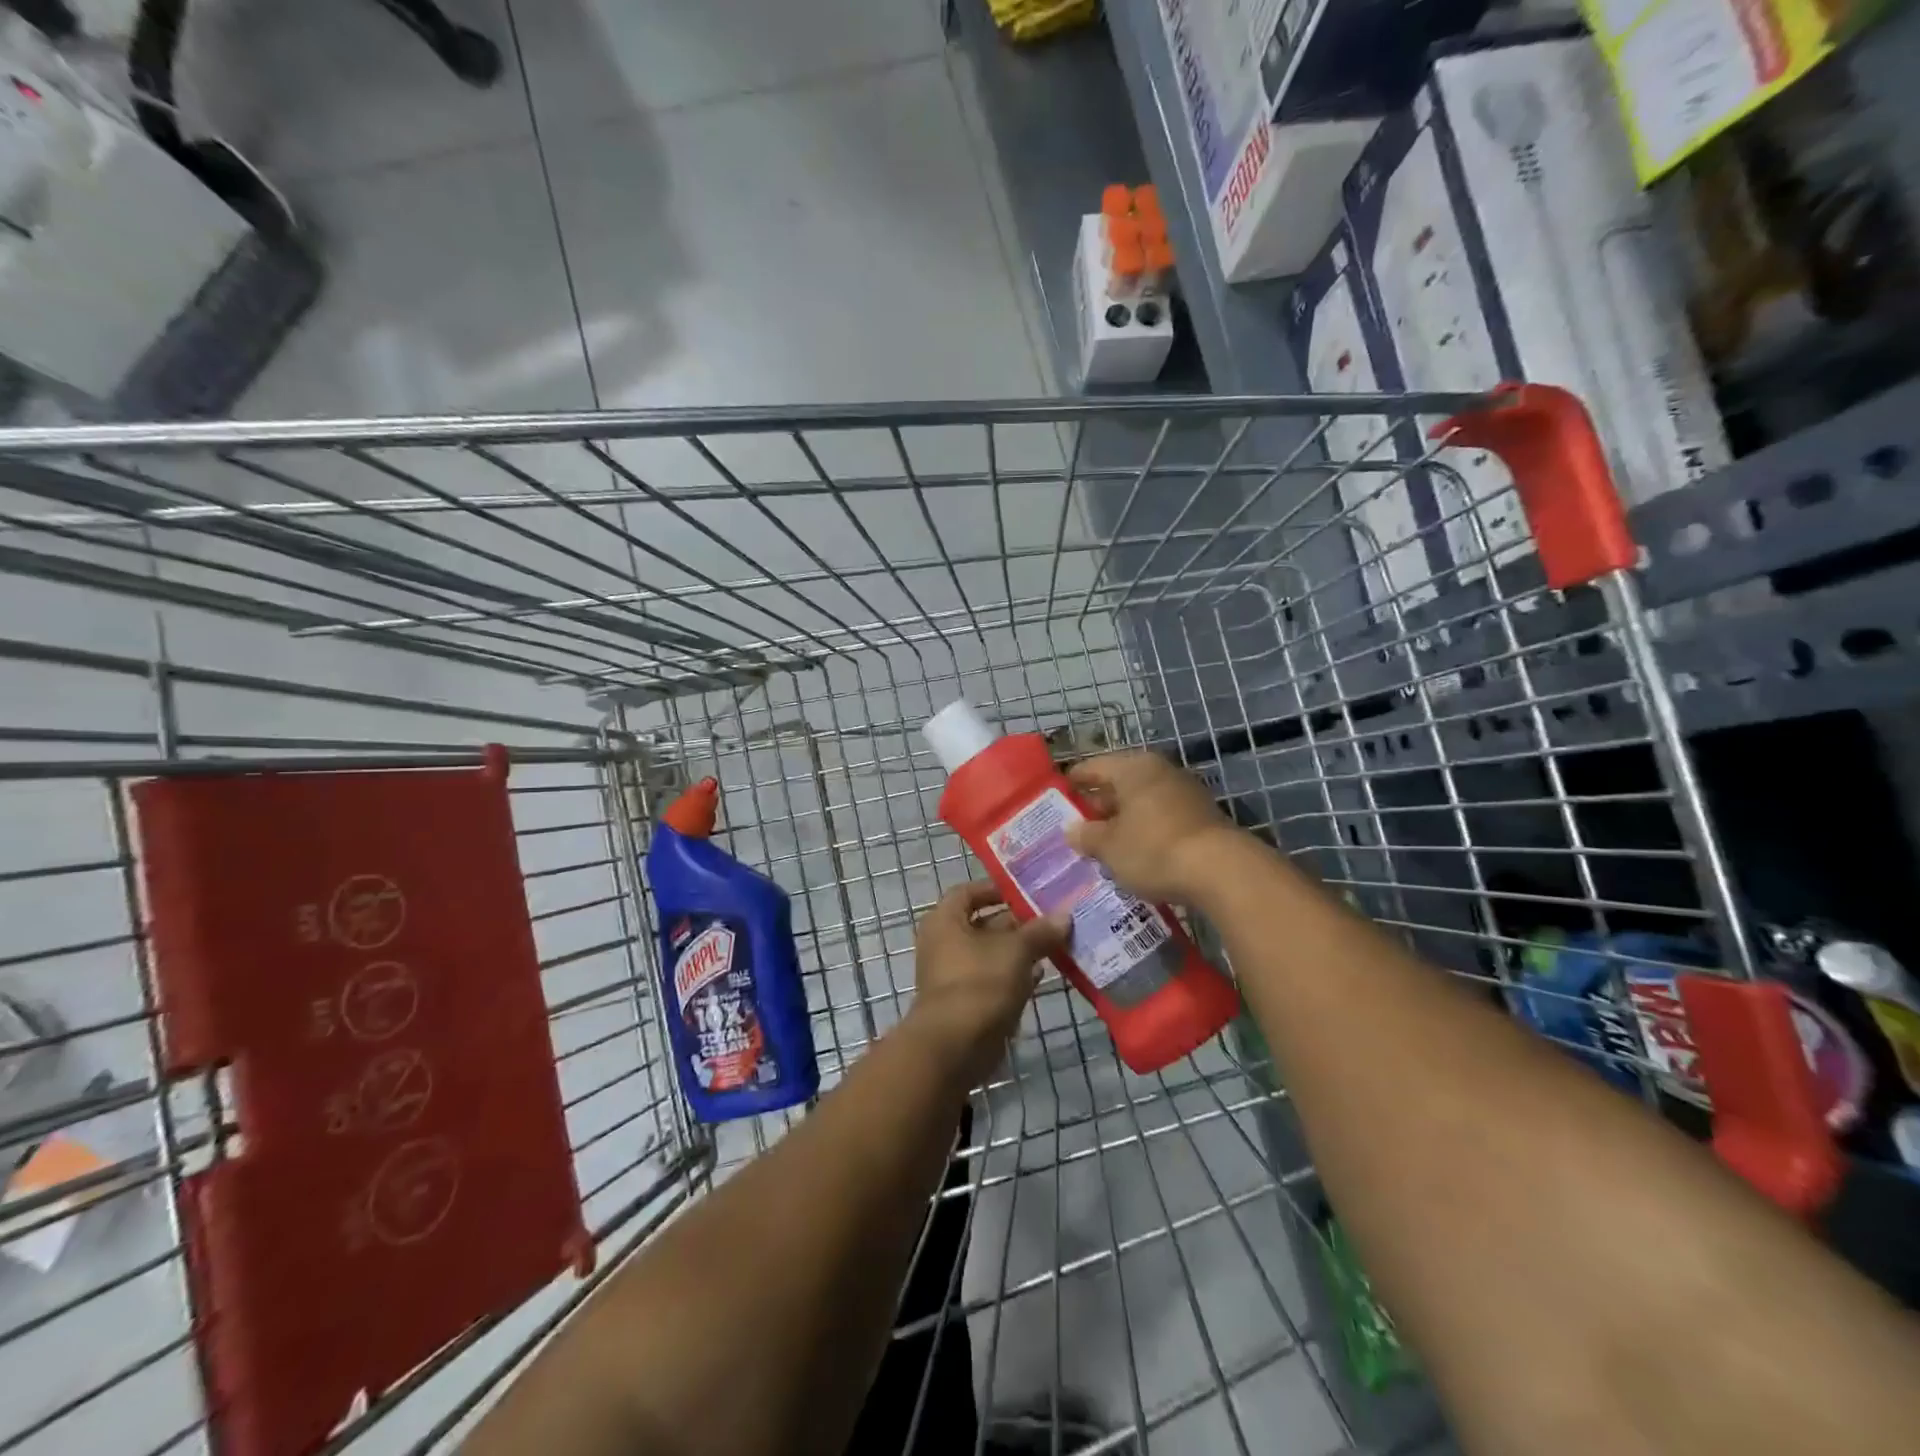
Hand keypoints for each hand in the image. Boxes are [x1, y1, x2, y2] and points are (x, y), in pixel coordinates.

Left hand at [909, 881, 1066, 1085]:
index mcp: (945, 921)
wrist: (955, 1046)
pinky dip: (1015, 975)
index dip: (995, 889)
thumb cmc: (980, 983)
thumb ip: (1040, 931)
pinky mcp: (968, 1002)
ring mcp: (955, 974)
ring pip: (991, 954)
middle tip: (1051, 918)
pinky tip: (1042, 974)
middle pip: (983, 923)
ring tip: (1055, 943)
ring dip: (1019, 950)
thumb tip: (1065, 915)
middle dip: (1017, 922)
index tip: (1025, 891)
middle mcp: (945, 943)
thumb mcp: (1016, 951)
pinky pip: (993, 979)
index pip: (968, 892)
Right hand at [1064, 750, 1239, 903]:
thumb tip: (1072, 830)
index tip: (1058, 795)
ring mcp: (1185, 792)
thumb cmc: (1153, 849)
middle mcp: (1160, 771)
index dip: (1074, 781)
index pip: (1093, 767)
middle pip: (1120, 783)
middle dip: (1099, 804)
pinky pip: (1163, 817)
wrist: (1221, 871)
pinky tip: (1138, 852)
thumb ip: (1086, 836)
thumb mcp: (1109, 847)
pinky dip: (1147, 829)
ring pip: (1143, 801)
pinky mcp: (1203, 816)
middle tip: (1079, 825)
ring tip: (1105, 842)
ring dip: (1124, 819)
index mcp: (1133, 768)